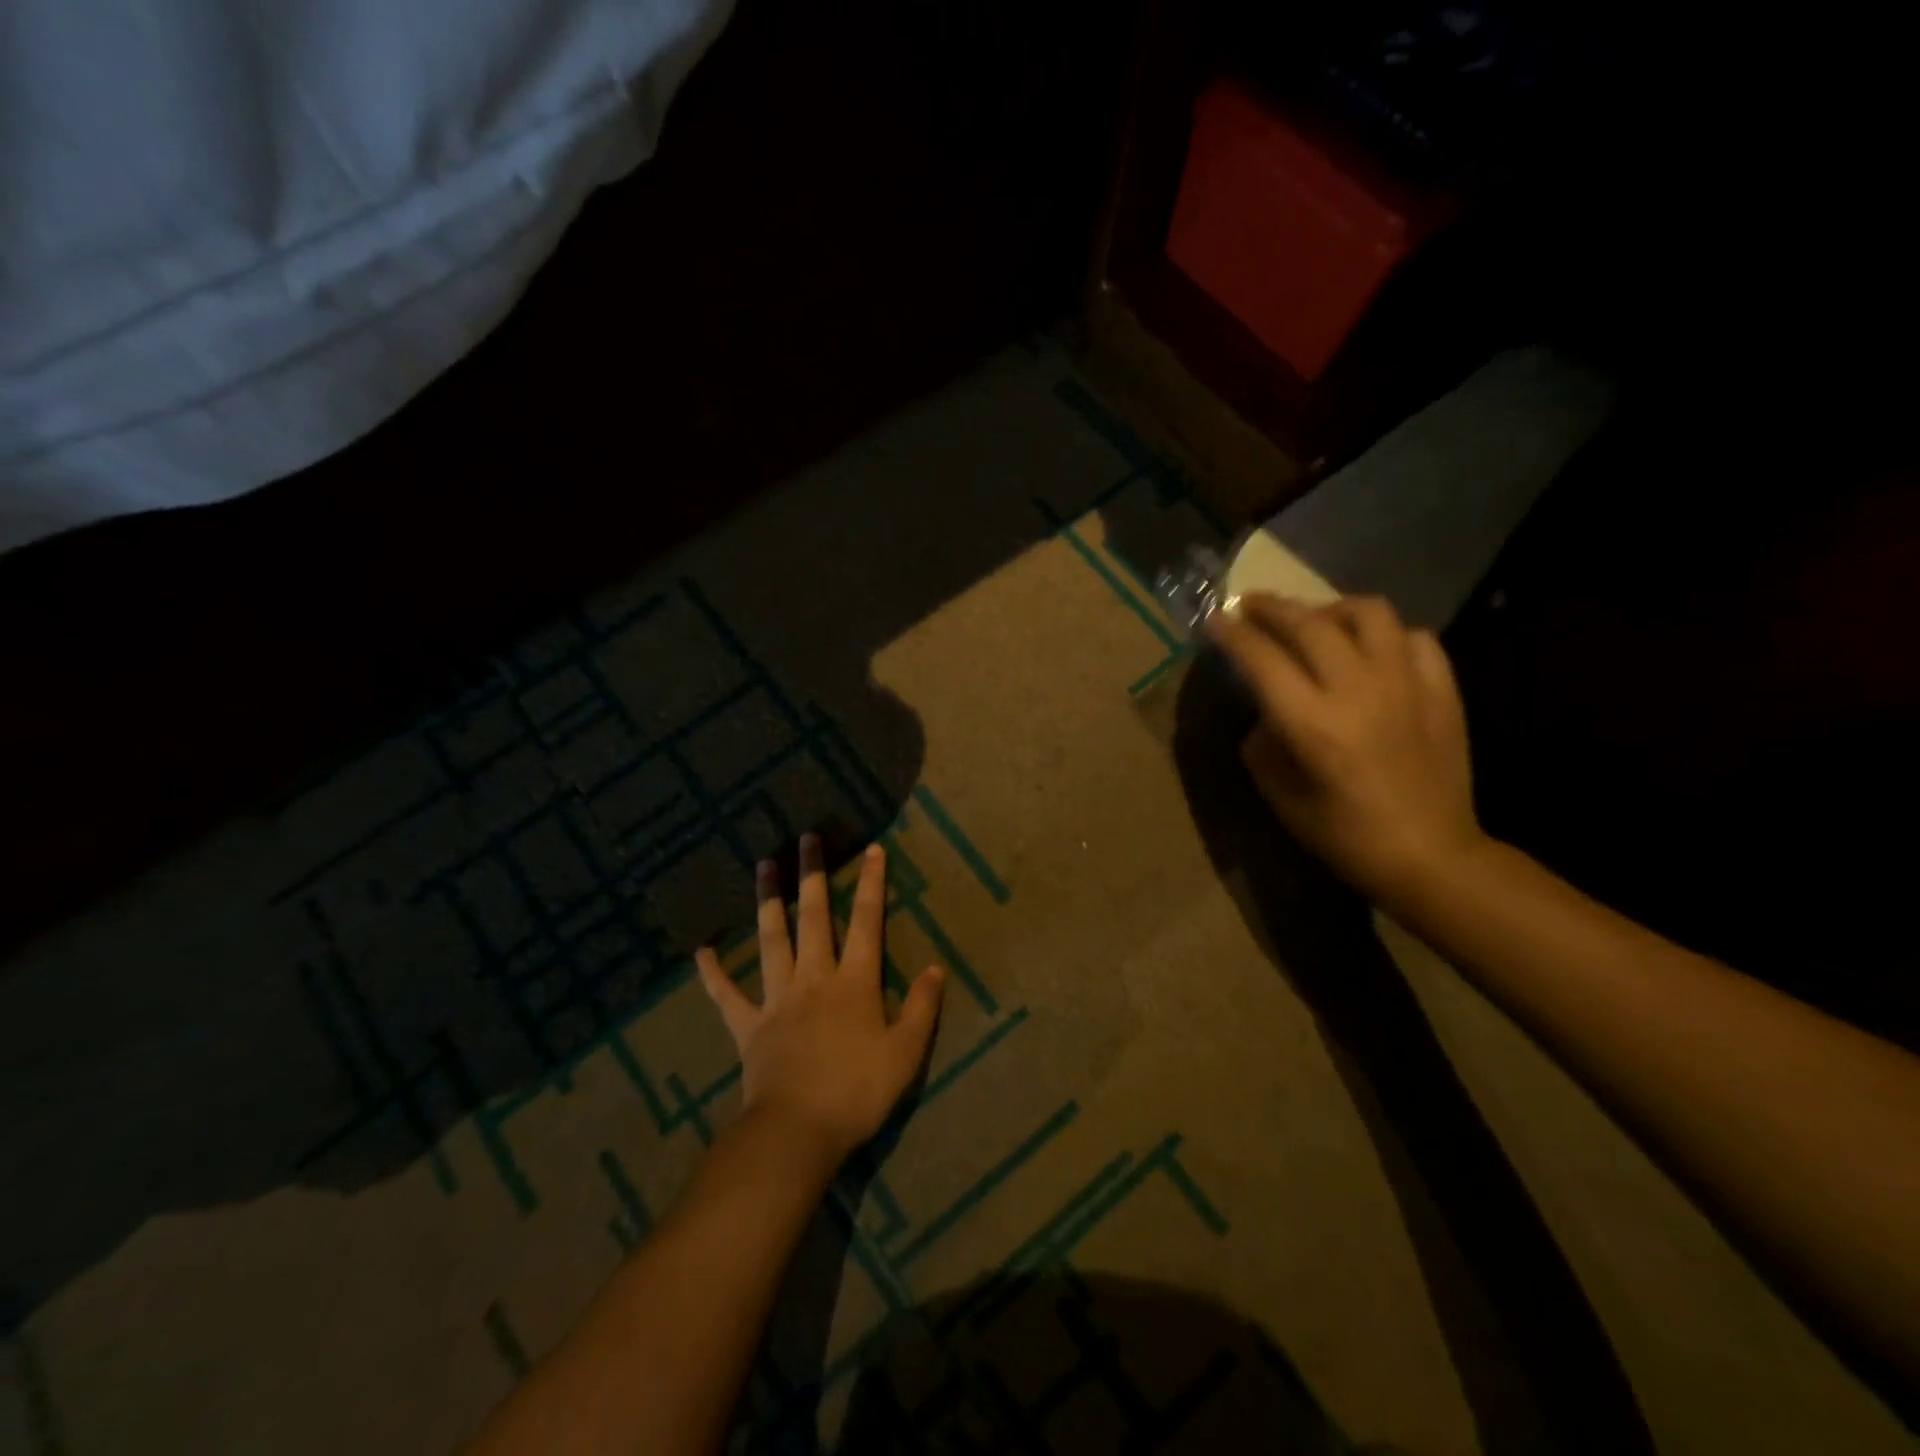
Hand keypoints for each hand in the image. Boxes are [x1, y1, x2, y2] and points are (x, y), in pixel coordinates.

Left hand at [696, 835, 945, 1165]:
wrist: (798, 1133)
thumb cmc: (858, 1092)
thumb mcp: (905, 1053)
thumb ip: (921, 1007)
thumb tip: (937, 969)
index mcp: (854, 982)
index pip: (867, 922)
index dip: (872, 884)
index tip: (872, 849)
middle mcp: (814, 978)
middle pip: (813, 917)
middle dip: (812, 875)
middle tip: (806, 838)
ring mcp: (777, 999)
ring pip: (771, 940)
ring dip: (768, 902)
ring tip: (763, 866)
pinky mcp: (749, 1026)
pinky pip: (726, 995)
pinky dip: (712, 973)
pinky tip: (701, 950)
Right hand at [1208, 592, 1486, 906]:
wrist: (1429, 854)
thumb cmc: (1343, 835)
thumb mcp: (1280, 795)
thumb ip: (1263, 744)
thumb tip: (1265, 711)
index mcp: (1312, 723)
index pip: (1262, 659)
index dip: (1233, 634)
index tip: (1216, 619)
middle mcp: (1358, 690)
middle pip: (1309, 624)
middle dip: (1271, 608)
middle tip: (1250, 604)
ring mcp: (1406, 684)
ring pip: (1368, 614)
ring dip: (1331, 608)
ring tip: (1316, 620)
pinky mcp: (1442, 689)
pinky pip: (1414, 637)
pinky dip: (1385, 634)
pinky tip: (1372, 650)